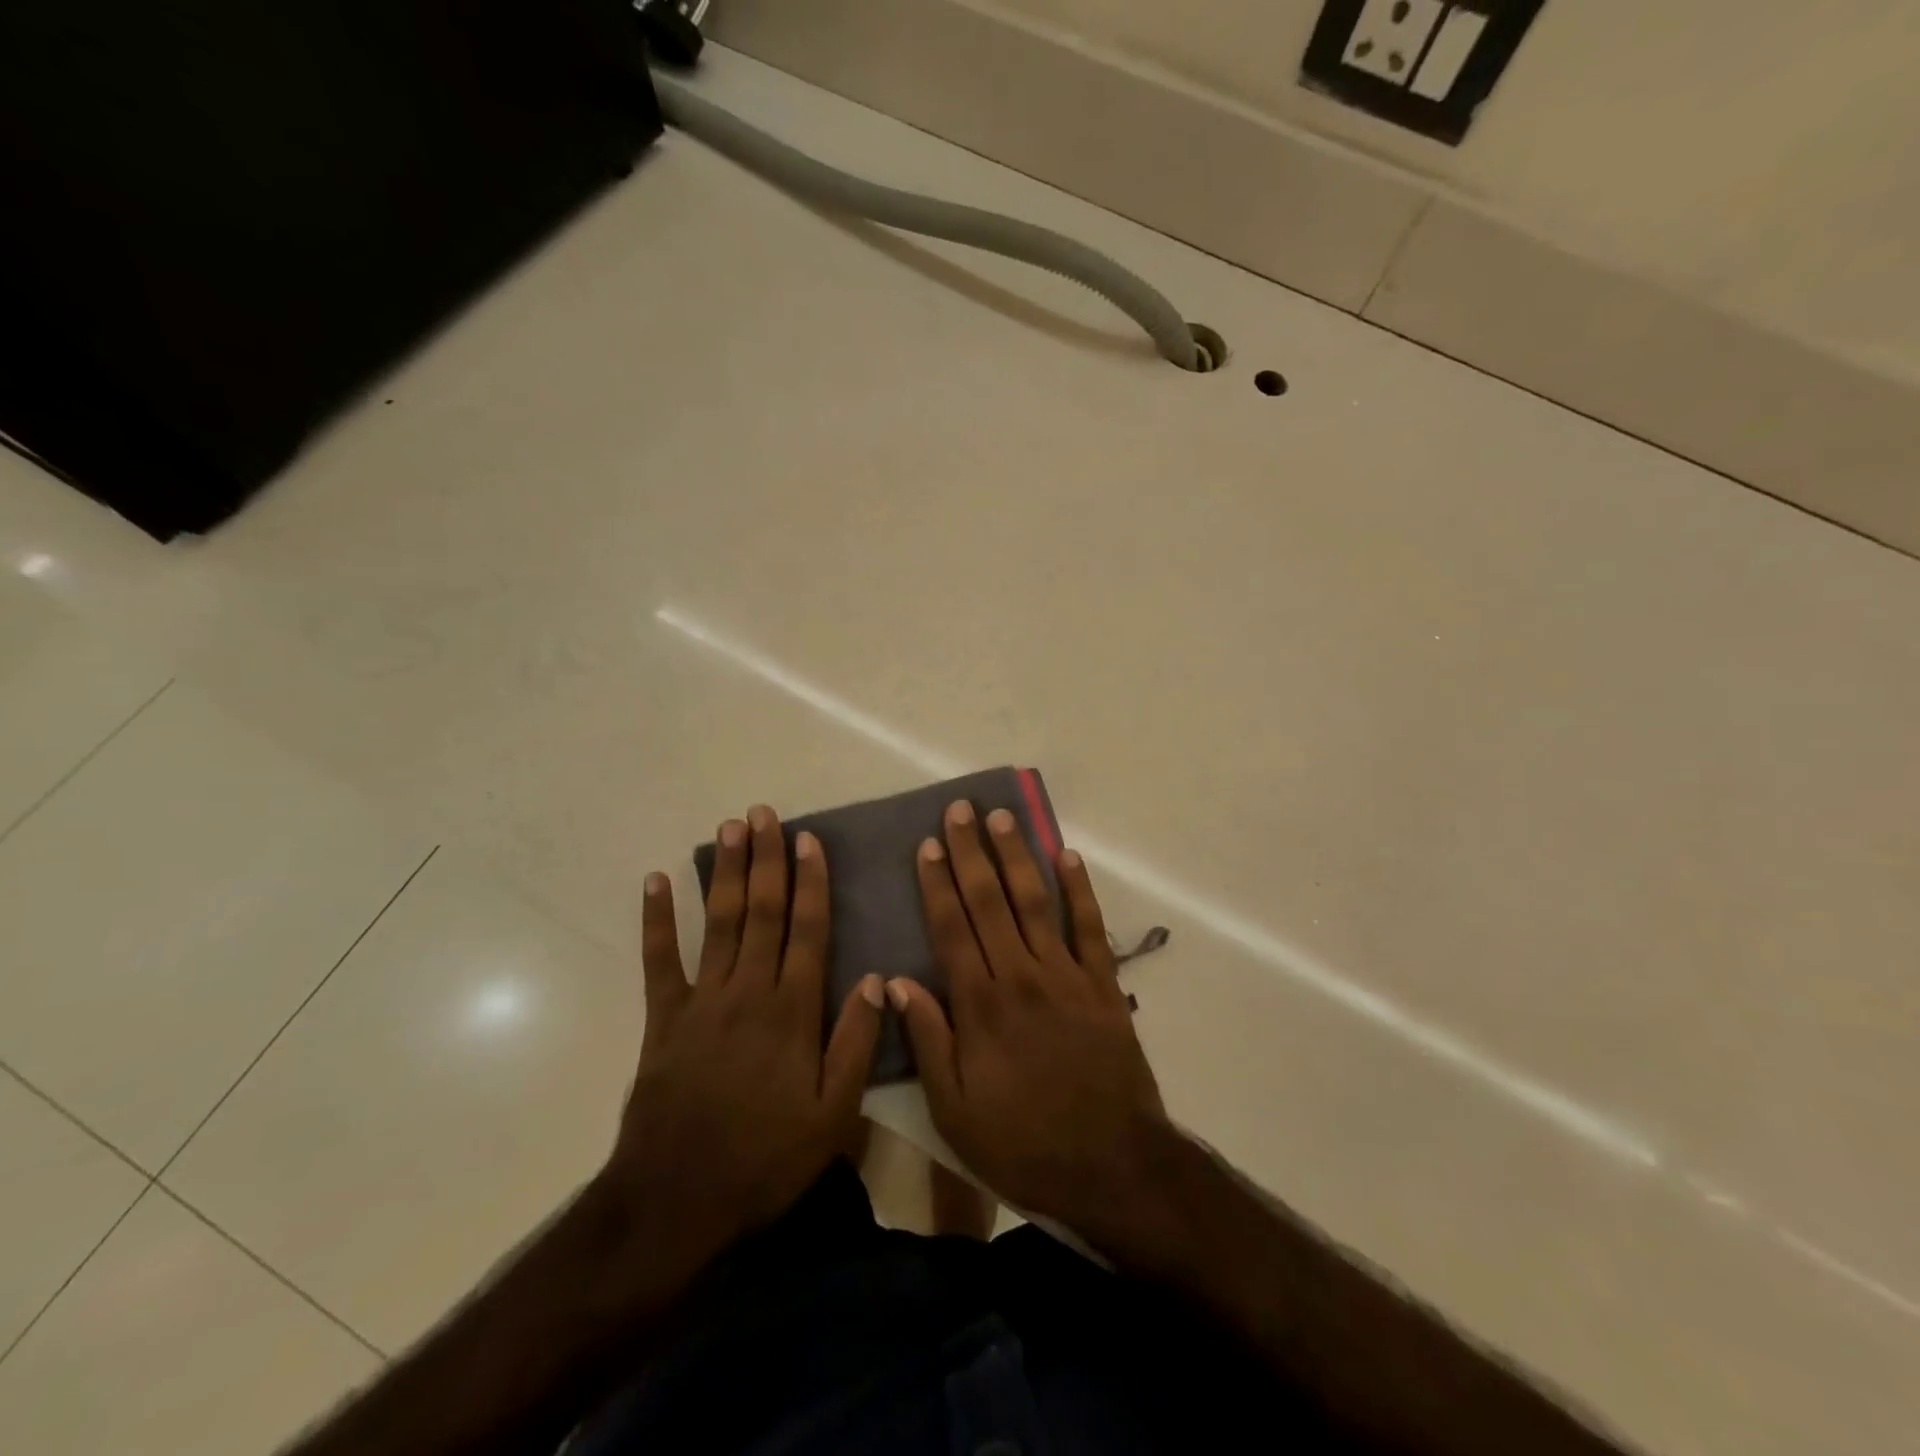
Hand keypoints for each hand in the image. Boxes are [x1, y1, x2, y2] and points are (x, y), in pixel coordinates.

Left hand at [602, 805, 883, 1289]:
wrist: (677, 1201)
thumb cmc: (765, 1158)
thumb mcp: (833, 1115)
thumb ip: (856, 1043)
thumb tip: (878, 979)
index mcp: (792, 1011)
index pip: (807, 930)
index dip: (810, 882)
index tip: (809, 840)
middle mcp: (748, 992)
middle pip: (762, 913)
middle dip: (766, 859)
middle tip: (764, 813)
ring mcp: (701, 1002)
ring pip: (719, 923)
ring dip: (725, 872)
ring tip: (730, 828)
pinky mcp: (663, 1020)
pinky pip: (659, 961)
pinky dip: (657, 920)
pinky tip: (655, 882)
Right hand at [887, 801, 1169, 1237]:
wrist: (1112, 1167)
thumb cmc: (1023, 1143)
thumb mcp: (955, 1111)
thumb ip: (927, 1040)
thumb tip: (895, 981)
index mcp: (981, 1005)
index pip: (952, 928)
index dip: (937, 884)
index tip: (927, 845)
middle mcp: (1021, 976)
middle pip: (990, 902)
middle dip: (971, 853)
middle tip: (960, 809)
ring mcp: (1066, 976)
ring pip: (1035, 903)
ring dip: (1017, 856)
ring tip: (1002, 817)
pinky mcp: (1103, 986)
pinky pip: (1090, 928)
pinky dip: (1079, 890)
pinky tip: (1067, 856)